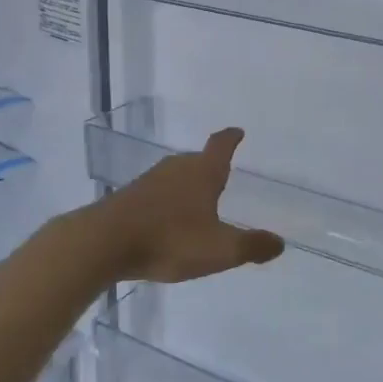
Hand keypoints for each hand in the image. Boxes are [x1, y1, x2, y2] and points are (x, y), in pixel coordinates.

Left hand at [88, 128, 285, 282]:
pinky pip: (156, 193)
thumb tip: (279, 242)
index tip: (237, 131)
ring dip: (187, 185)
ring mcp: (149, 181)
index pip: (221, 146)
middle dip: (210, 166)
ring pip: (175, 176)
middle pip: (197, 160)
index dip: (231, 138)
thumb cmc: (169, 239)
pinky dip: (167, 201)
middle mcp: (177, 169)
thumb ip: (251, 246)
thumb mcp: (219, 250)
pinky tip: (166, 220)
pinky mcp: (128, 197)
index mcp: (203, 173)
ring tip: (196, 200)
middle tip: (221, 175)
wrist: (103, 243)